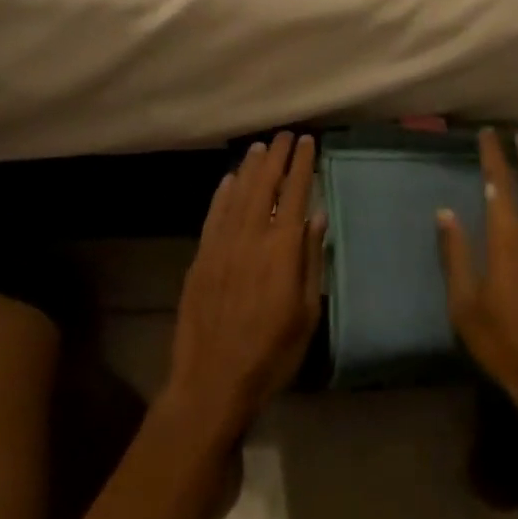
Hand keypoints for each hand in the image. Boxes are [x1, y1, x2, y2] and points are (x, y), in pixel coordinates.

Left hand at [164, 132, 324, 441]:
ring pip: (238, 195)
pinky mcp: (200, 259)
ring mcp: (221, 247)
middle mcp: (250, 238)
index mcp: (281, 250)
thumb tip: (317, 217)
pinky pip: (213, 216)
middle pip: (264, 186)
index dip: (302, 165)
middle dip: (277, 157)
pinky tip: (229, 180)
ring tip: (260, 147)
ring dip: (250, 168)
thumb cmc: (272, 353)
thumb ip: (311, 260)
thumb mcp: (307, 312)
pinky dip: (222, 194)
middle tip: (285, 135)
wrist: (212, 383)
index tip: (308, 142)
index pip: (294, 193)